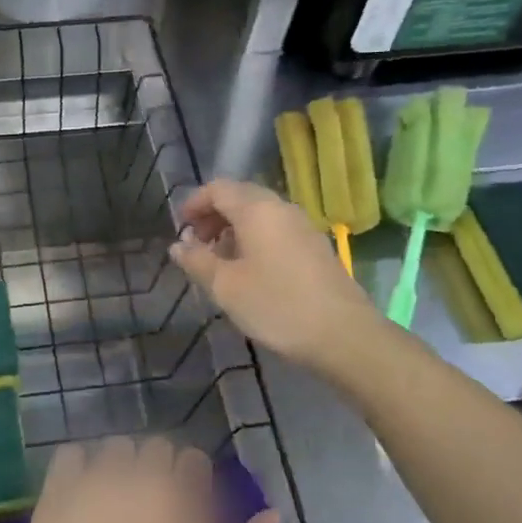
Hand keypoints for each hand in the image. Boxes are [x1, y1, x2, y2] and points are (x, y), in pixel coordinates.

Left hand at [11, 437, 279, 522]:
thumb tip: (270, 514)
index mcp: (183, 508)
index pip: (194, 461)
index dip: (191, 482)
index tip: (183, 508)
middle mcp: (142, 482)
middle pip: (157, 446)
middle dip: (157, 469)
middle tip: (148, 507)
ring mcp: (96, 482)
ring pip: (116, 445)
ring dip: (120, 464)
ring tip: (113, 499)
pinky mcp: (58, 490)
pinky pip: (72, 451)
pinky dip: (79, 465)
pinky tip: (80, 493)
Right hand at [170, 179, 374, 367]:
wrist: (343, 334)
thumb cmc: (277, 305)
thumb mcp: (226, 286)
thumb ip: (197, 261)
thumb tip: (178, 245)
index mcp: (257, 210)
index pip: (218, 188)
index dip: (194, 203)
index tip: (180, 227)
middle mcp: (281, 209)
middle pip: (241, 197)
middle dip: (213, 215)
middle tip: (196, 244)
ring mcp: (303, 227)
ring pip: (260, 215)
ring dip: (234, 229)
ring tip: (219, 261)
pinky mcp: (315, 248)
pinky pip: (276, 231)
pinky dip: (254, 240)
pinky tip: (248, 271)